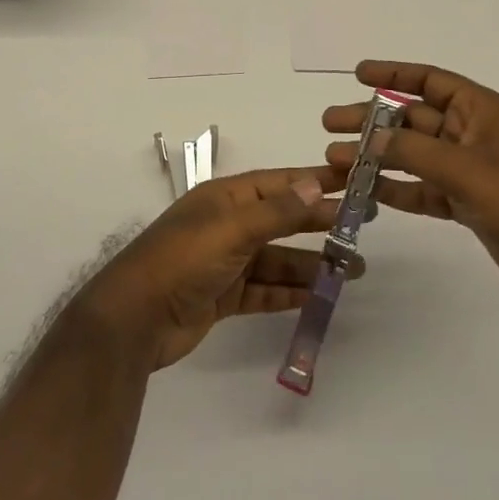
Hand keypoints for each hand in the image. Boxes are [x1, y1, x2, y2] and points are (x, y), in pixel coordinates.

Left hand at [77, 167, 359, 369]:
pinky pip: (265, 290)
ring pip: (278, 258)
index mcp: (225, 198)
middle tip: (363, 227)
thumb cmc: (183, 260)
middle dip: (320, 222)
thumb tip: (315, 184)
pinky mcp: (223, 296)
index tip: (352, 182)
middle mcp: (227, 224)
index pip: (279, 184)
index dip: (314, 181)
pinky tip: (319, 294)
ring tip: (354, 269)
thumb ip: (276, 211)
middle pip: (282, 219)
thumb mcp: (232, 229)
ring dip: (312, 262)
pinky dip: (290, 291)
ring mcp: (225, 262)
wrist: (135, 318)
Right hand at [324, 61, 498, 304]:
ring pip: (412, 155)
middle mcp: (471, 134)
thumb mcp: (469, 170)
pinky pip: (423, 188)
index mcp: (481, 111)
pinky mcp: (466, 202)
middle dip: (371, 120)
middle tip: (330, 124)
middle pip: (412, 119)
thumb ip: (417, 152)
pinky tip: (365, 192)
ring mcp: (468, 169)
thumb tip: (372, 137)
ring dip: (376, 156)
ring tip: (334, 160)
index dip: (394, 74)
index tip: (357, 74)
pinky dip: (396, 189)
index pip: (431, 81)